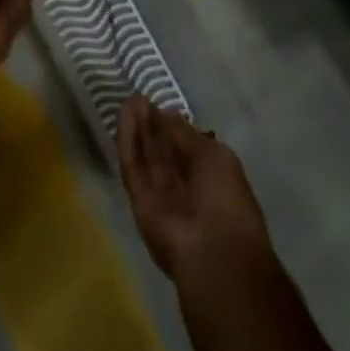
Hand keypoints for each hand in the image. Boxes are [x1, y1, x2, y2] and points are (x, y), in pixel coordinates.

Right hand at [119, 96, 270, 289]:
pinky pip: (132, 166)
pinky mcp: (139, 200)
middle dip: (152, 125)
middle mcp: (185, 187)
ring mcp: (161, 195)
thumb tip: (166, 113)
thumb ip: (185, 134)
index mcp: (212, 179)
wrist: (213, 252)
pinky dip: (127, 140)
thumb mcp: (214, 156)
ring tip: (129, 101)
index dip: (173, 126)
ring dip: (138, 128)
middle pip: (164, 152)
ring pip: (146, 157)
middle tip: (138, 98)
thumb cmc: (226, 200)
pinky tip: (124, 116)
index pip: (188, 148)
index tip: (158, 104)